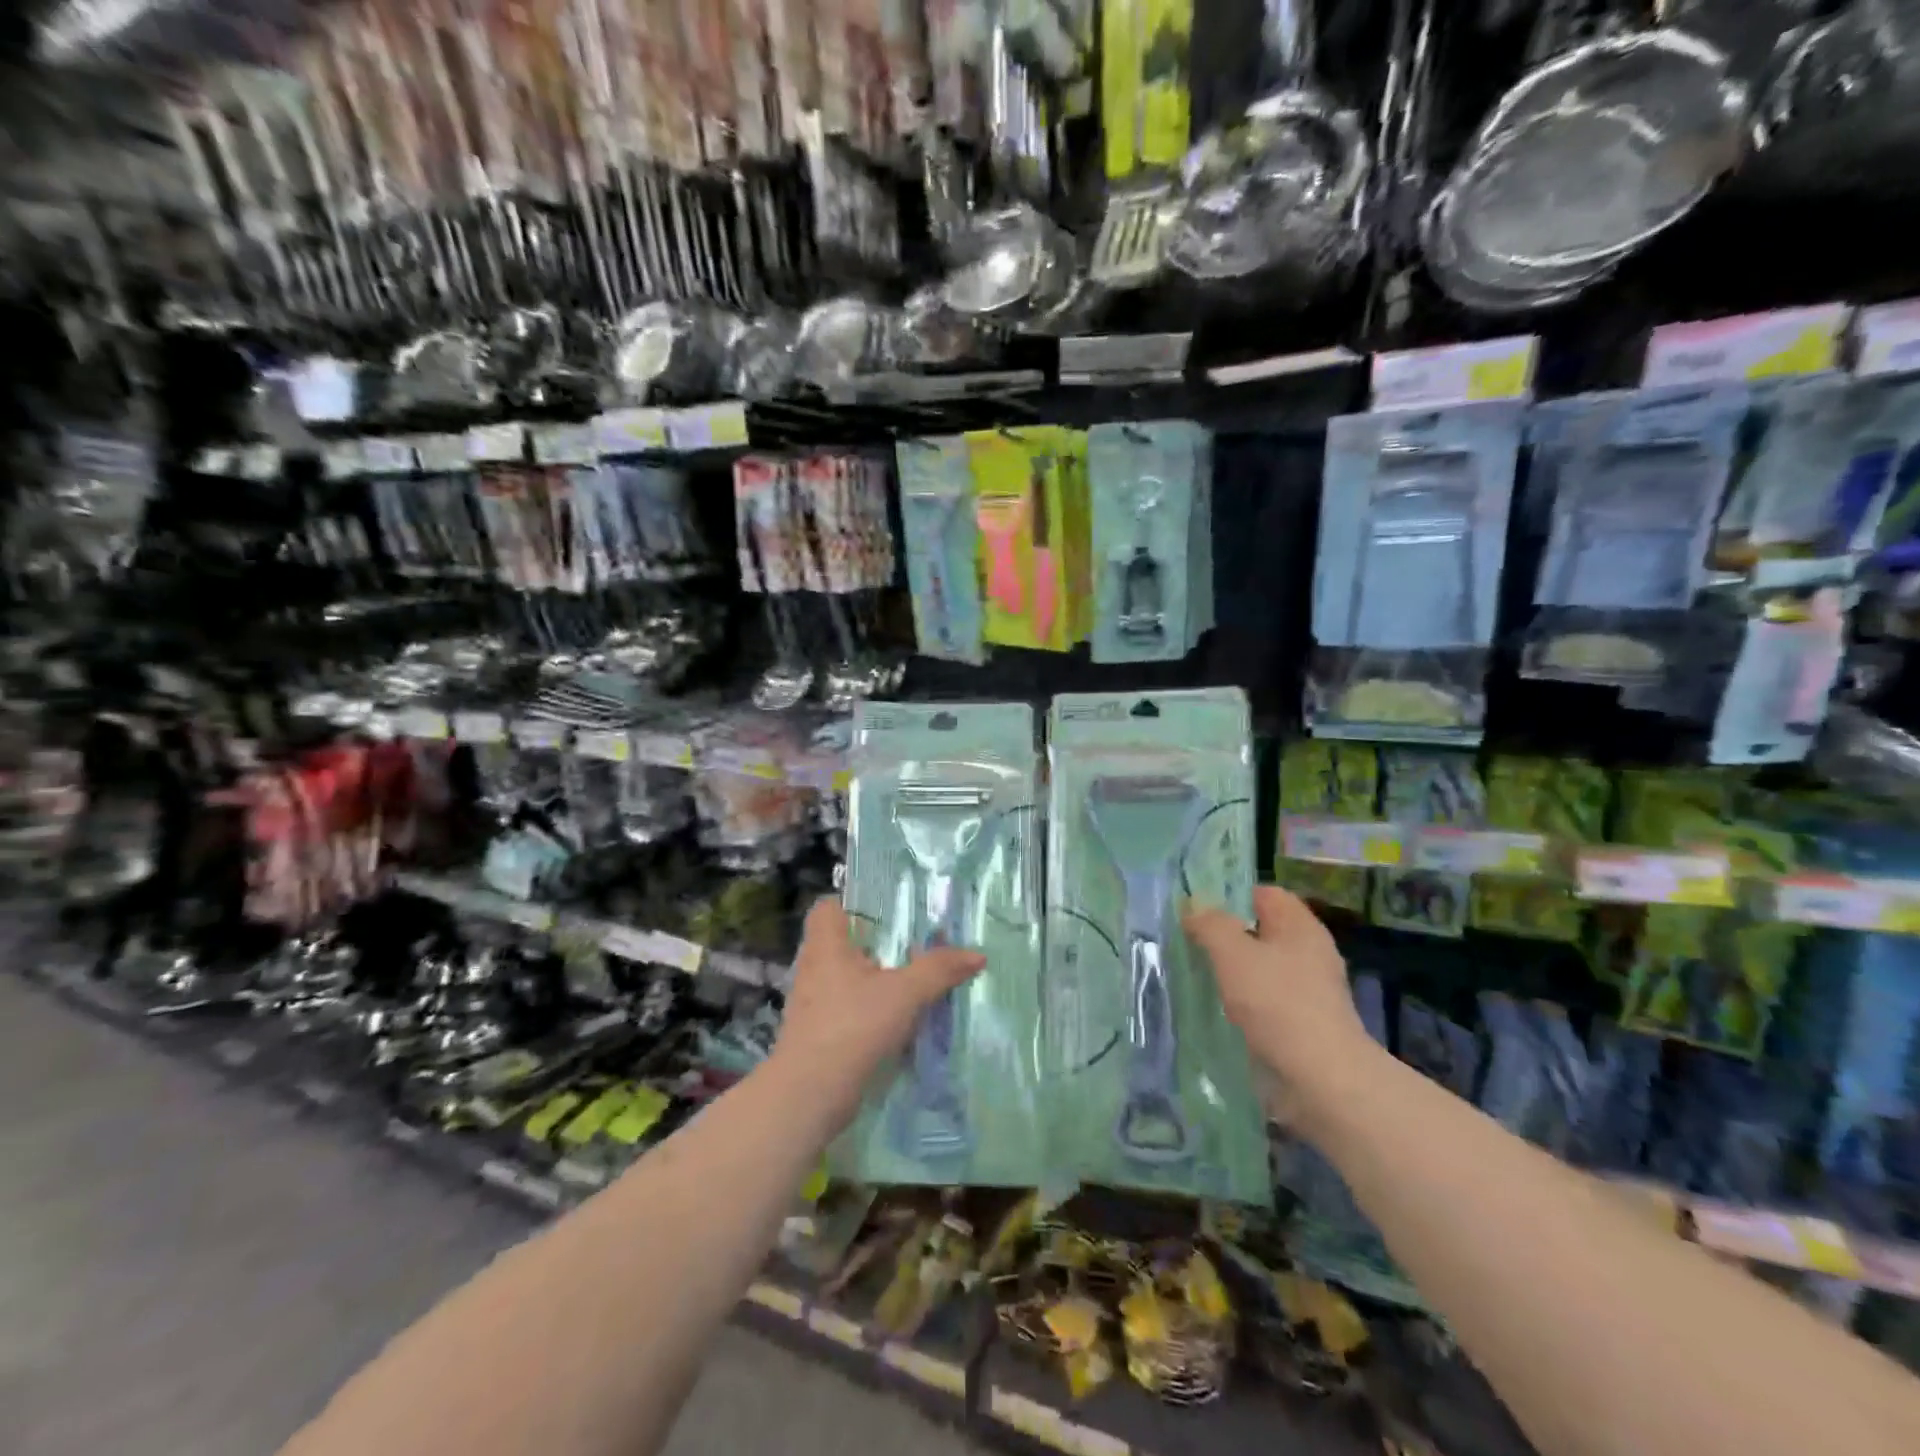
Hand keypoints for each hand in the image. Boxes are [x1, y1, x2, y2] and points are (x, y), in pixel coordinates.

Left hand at [771, 897, 985, 1116]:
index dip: (854, 903)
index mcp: (826, 945)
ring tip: (912, 978)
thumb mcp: (905, 993)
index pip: (829, 906)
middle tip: (913, 942)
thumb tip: (977, 954)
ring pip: (846, 977)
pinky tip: (897, 1018)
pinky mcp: (818, 1033)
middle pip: (842, 942)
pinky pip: (847, 1007)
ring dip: (875, 978)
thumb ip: (939, 969)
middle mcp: (814, 967)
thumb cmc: (853, 1027)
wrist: (810, 1095)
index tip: (888, 910)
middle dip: (875, 942)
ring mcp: (813, 1003)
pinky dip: (869, 1008)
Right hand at [1183, 886, 1377, 1123]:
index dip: (1230, 895)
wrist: (1322, 1080)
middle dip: (1224, 935)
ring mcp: (1308, 992)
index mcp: (1300, 927)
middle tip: (1186, 941)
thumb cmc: (1277, 1004)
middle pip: (1260, 931)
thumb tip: (1192, 907)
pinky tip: (1215, 1010)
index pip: (1263, 893)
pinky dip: (1241, 1003)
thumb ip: (1210, 924)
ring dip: (1230, 972)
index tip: (1195, 908)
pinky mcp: (1301, 1026)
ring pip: (1259, 968)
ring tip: (1193, 975)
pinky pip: (1263, 1002)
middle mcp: (1308, 953)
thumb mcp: (1233, 953)